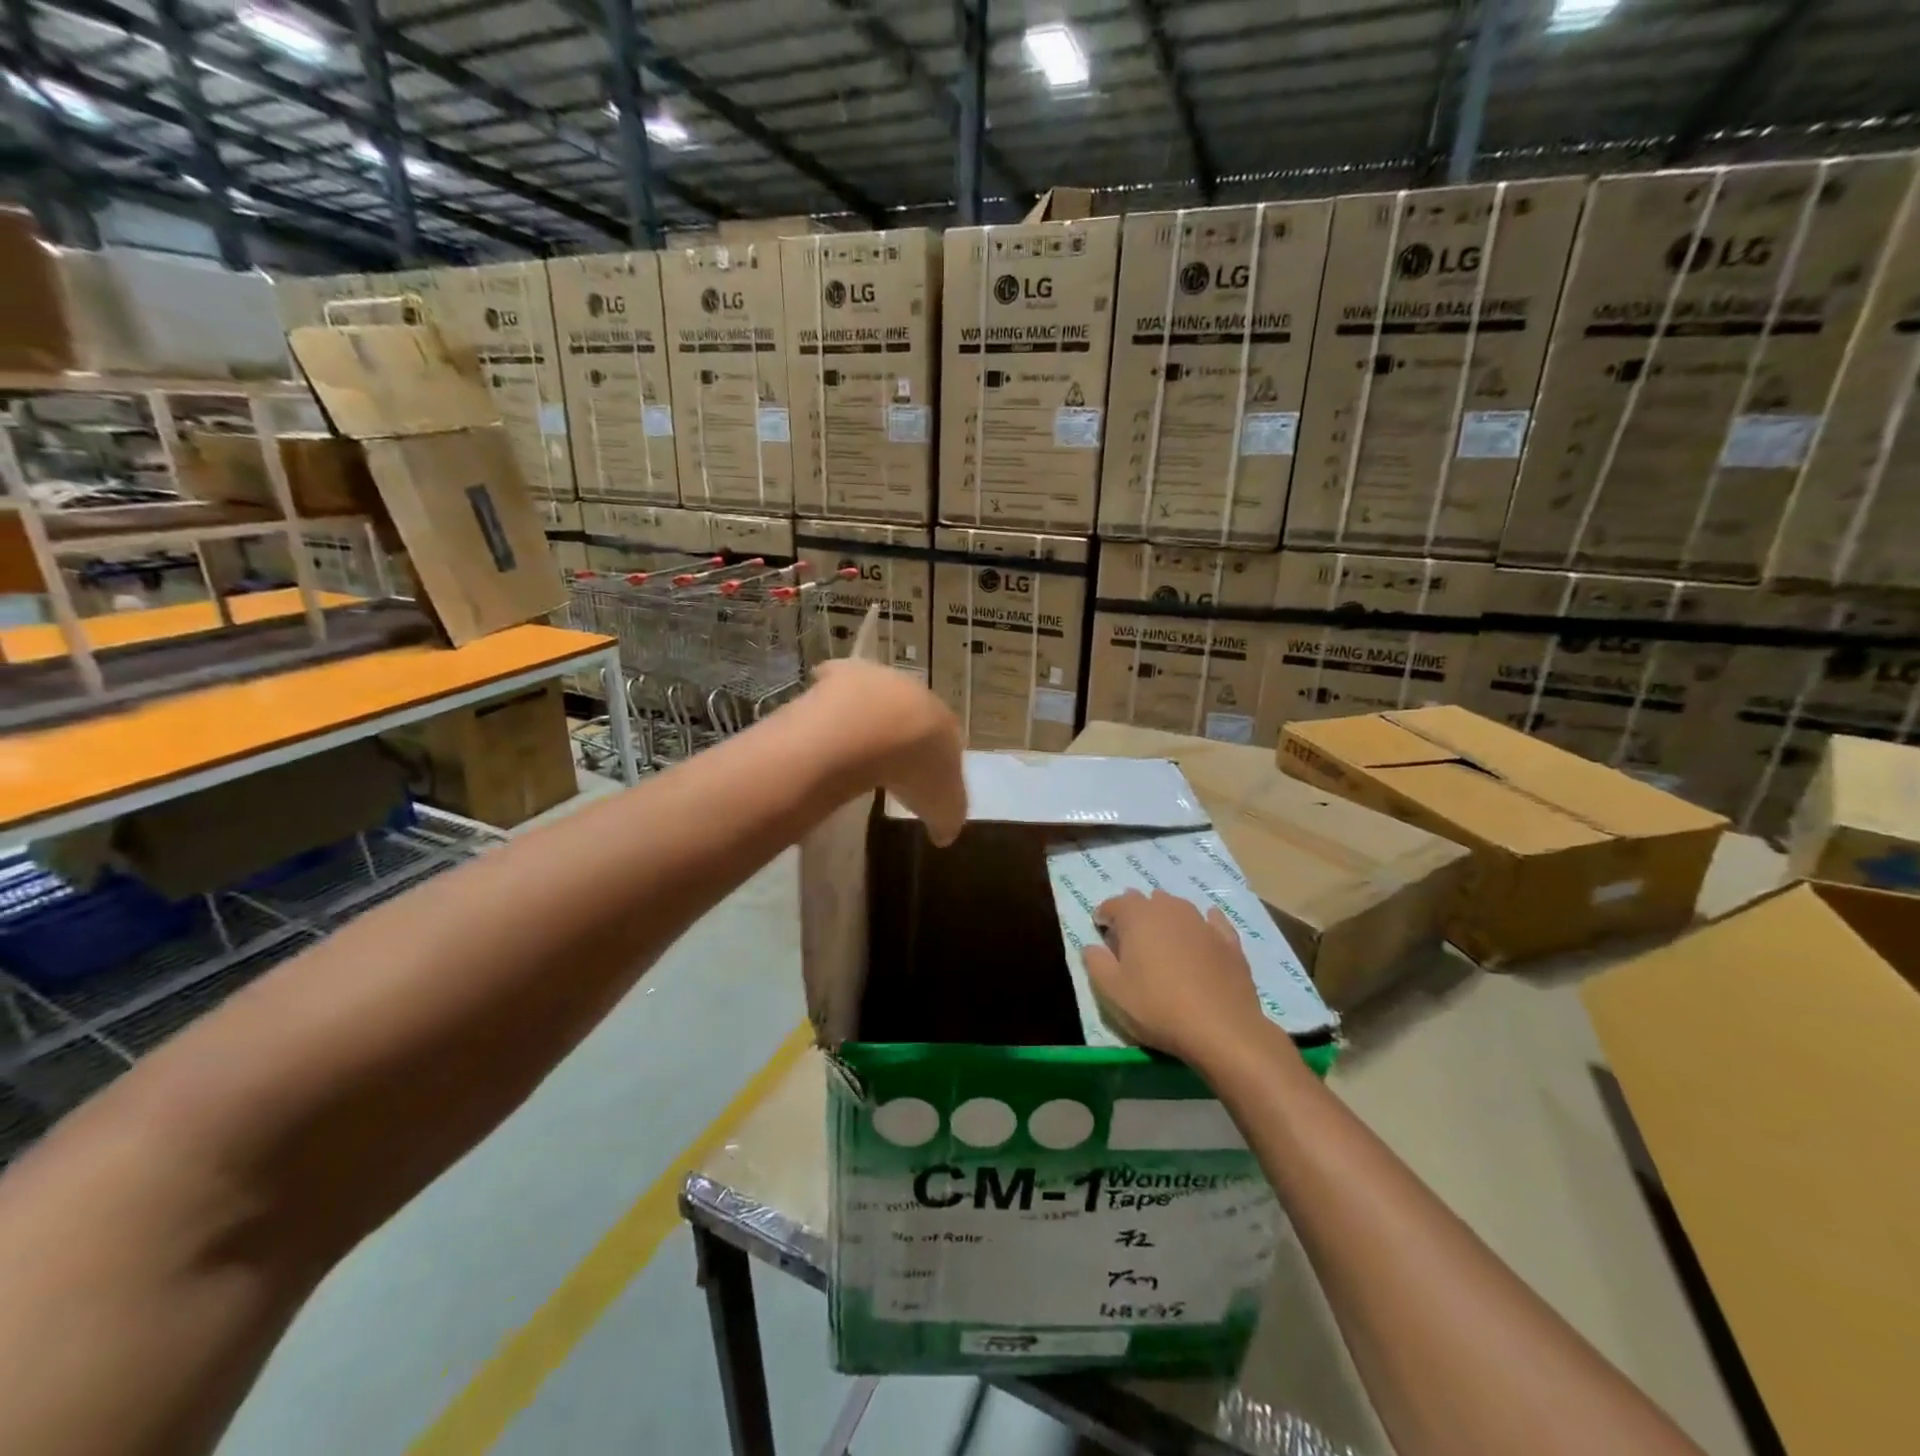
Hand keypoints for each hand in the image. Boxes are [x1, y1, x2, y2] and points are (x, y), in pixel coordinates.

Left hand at [811, 658, 966, 845]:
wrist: (871, 731)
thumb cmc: (915, 769)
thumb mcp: (942, 808)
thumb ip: (947, 820)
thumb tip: (945, 834)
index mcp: (945, 722)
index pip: (946, 738)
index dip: (934, 759)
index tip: (921, 779)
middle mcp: (916, 693)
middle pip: (912, 713)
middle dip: (903, 732)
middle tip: (889, 760)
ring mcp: (878, 679)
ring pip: (877, 696)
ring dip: (869, 715)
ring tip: (855, 744)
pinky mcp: (842, 673)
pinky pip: (838, 682)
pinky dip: (833, 699)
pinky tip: (825, 719)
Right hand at [1083, 890, 1264, 1066]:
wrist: (1222, 1029)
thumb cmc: (1157, 1007)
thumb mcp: (1111, 991)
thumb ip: (1095, 963)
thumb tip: (1091, 946)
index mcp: (1137, 916)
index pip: (1113, 904)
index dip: (1103, 917)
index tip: (1101, 934)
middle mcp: (1169, 909)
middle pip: (1146, 901)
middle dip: (1134, 915)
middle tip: (1129, 942)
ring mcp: (1202, 922)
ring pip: (1177, 908)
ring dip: (1165, 918)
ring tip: (1162, 941)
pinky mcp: (1228, 940)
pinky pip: (1211, 922)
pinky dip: (1202, 925)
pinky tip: (1202, 935)